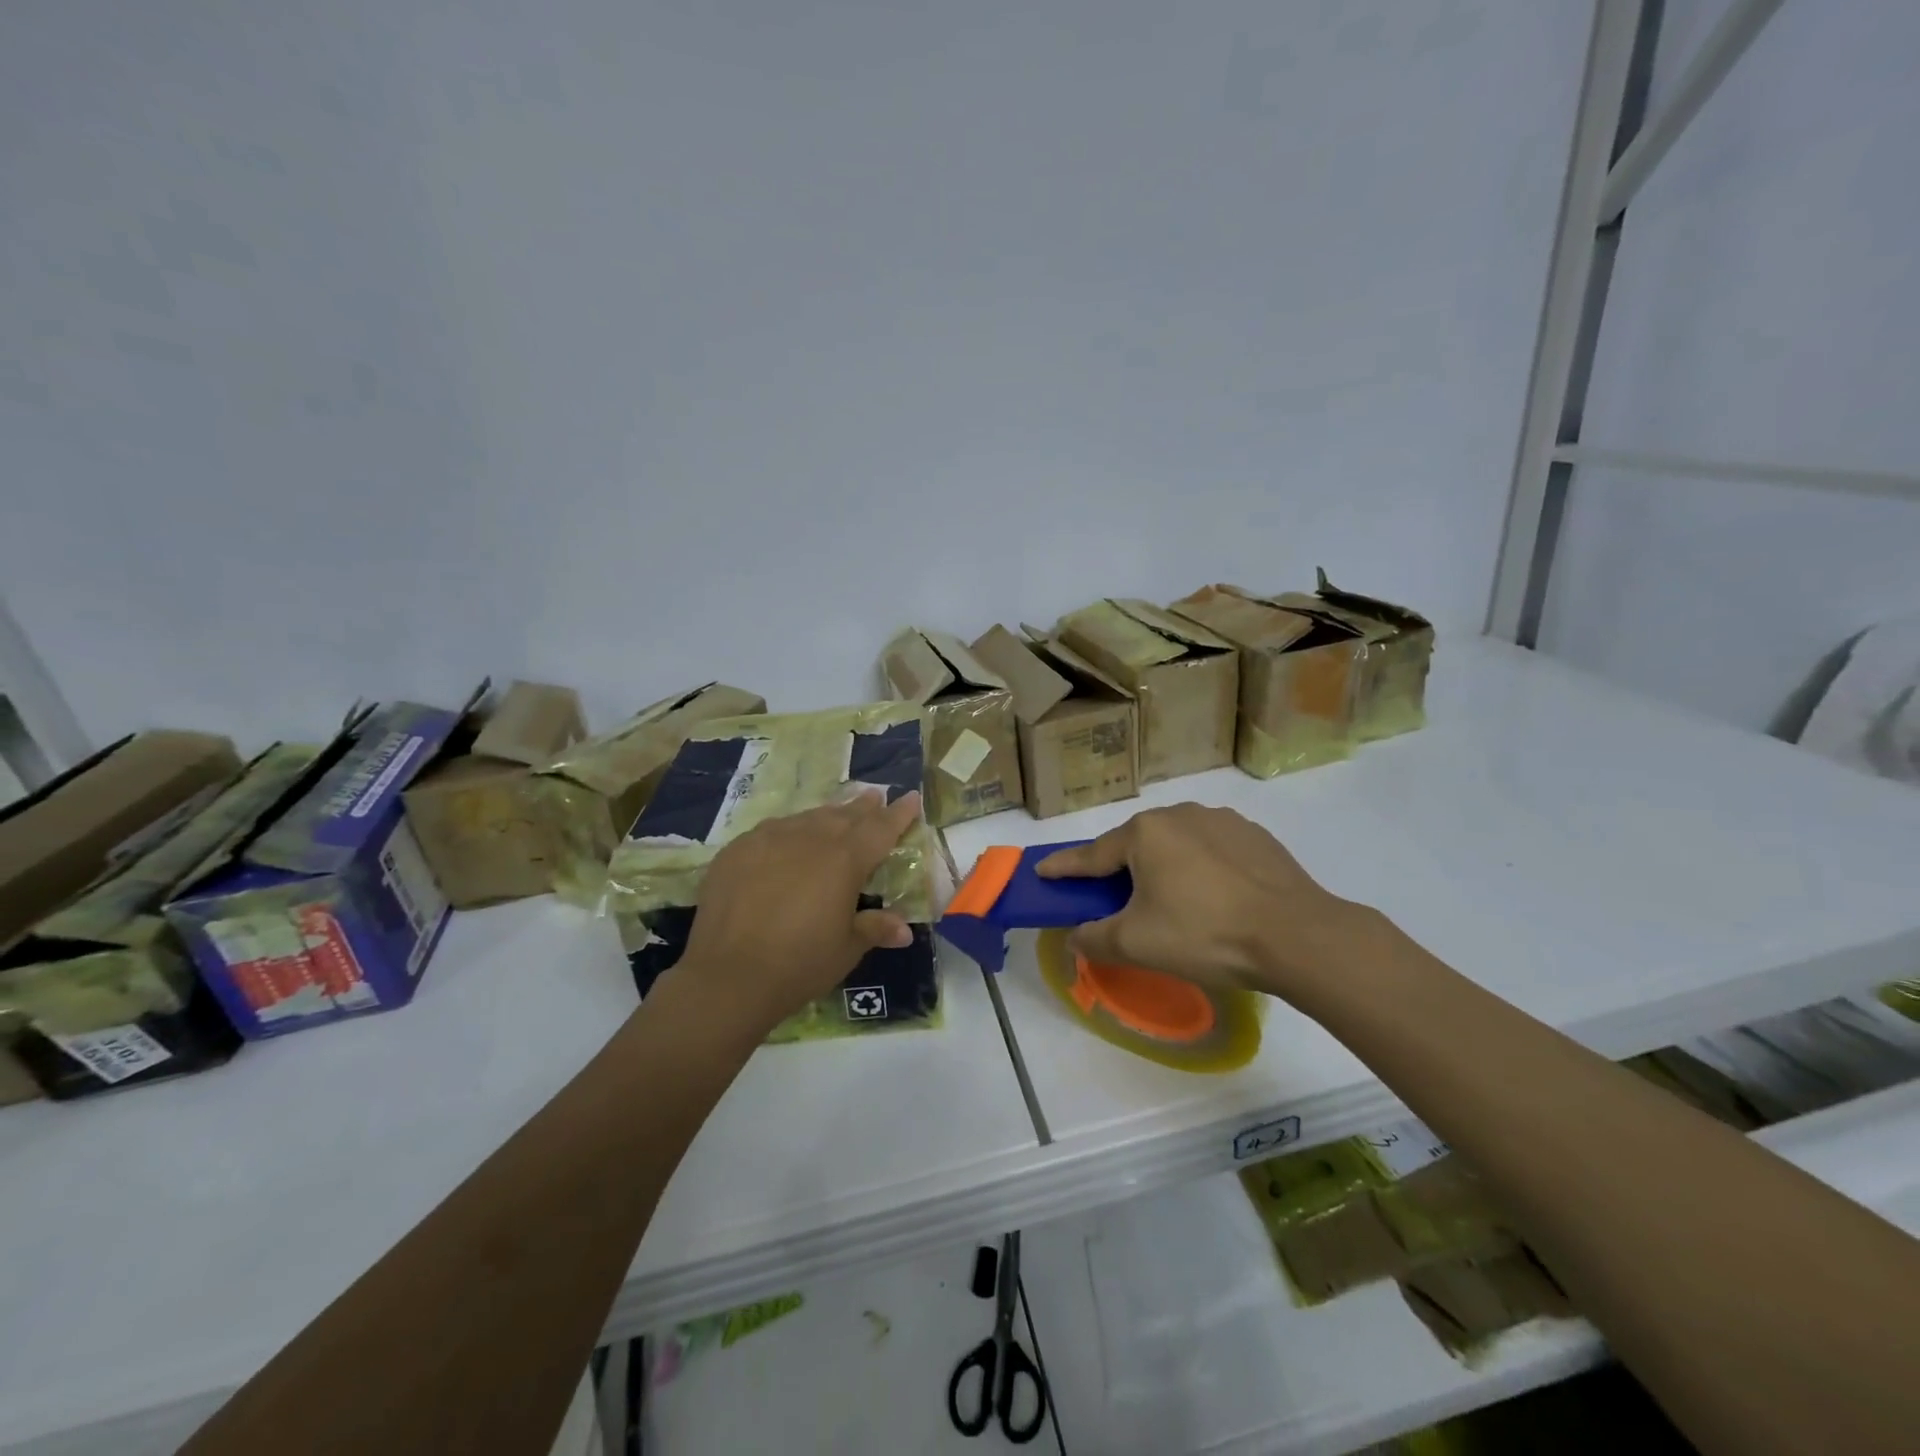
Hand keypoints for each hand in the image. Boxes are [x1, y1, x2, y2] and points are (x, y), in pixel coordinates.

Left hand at [676, 789, 924, 1033]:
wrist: (728, 975)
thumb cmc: (799, 964)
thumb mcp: (846, 949)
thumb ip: (875, 928)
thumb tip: (904, 930)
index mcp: (845, 859)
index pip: (881, 828)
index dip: (899, 813)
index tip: (911, 797)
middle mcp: (810, 838)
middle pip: (844, 815)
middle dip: (863, 807)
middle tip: (874, 797)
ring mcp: (770, 838)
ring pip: (807, 818)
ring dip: (826, 816)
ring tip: (835, 815)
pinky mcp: (738, 849)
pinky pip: (772, 831)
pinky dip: (789, 832)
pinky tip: (787, 840)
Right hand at [1036, 803, 1373, 999]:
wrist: (1297, 936)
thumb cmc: (1205, 934)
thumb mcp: (1136, 944)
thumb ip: (1094, 938)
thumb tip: (1074, 937)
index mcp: (1145, 833)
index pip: (1092, 855)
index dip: (1064, 868)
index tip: (1042, 871)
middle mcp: (1179, 814)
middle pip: (1135, 846)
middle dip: (1119, 870)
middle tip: (1114, 900)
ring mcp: (1222, 821)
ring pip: (1176, 845)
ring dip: (1163, 867)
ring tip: (1171, 902)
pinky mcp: (1255, 836)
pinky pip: (1212, 850)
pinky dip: (1201, 868)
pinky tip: (1213, 895)